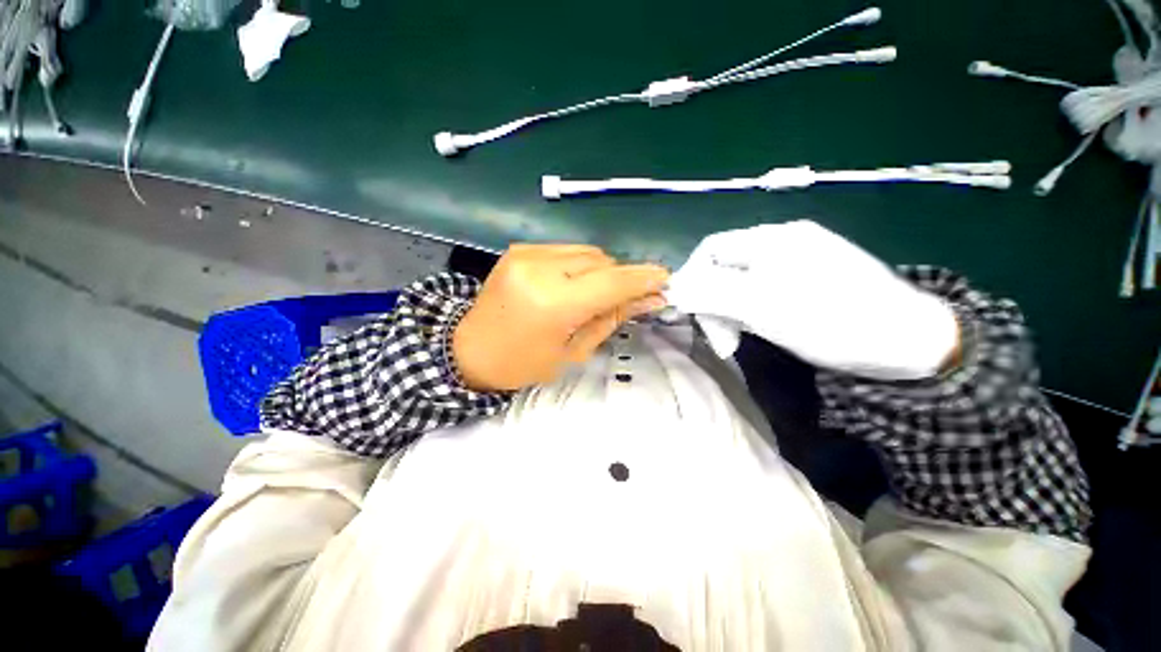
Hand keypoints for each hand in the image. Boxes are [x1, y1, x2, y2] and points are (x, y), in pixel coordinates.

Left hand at [453, 244, 668, 390]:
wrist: (470, 350)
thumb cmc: (523, 364)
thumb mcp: (574, 350)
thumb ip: (613, 318)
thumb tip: (652, 299)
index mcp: (552, 303)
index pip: (611, 282)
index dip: (642, 279)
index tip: (666, 280)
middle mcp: (539, 268)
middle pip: (602, 262)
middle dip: (620, 279)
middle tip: (626, 300)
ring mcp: (526, 253)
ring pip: (587, 252)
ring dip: (601, 271)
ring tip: (592, 296)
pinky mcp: (520, 248)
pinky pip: (567, 251)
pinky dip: (580, 266)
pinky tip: (571, 285)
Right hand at [665, 221, 958, 379]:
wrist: (911, 343)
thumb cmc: (833, 320)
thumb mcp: (762, 307)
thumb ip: (712, 293)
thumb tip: (672, 289)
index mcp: (772, 238)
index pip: (710, 249)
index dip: (692, 278)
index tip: (690, 313)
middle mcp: (783, 241)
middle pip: (725, 266)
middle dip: (713, 301)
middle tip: (722, 339)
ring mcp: (800, 259)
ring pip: (742, 281)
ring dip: (731, 309)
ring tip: (739, 339)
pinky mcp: (811, 278)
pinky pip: (764, 290)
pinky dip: (752, 310)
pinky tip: (761, 328)